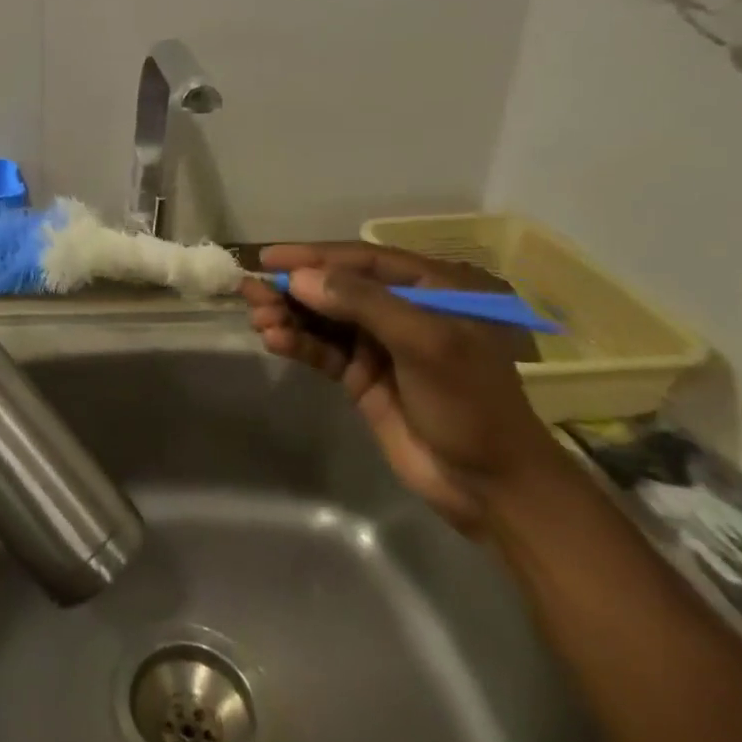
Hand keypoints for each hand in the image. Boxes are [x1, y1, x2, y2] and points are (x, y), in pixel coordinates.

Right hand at [242, 243, 559, 534]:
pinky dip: (298, 343)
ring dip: (290, 316)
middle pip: (336, 287)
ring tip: (259, 319)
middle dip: (294, 288)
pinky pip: (322, 350)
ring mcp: (380, 344)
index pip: (363, 260)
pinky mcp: (362, 376)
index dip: (314, 256)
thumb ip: (362, 303)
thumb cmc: (470, 403)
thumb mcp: (424, 343)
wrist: (489, 486)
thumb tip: (300, 278)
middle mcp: (402, 309)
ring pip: (324, 318)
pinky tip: (275, 341)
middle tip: (252, 292)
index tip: (269, 258)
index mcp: (431, 288)